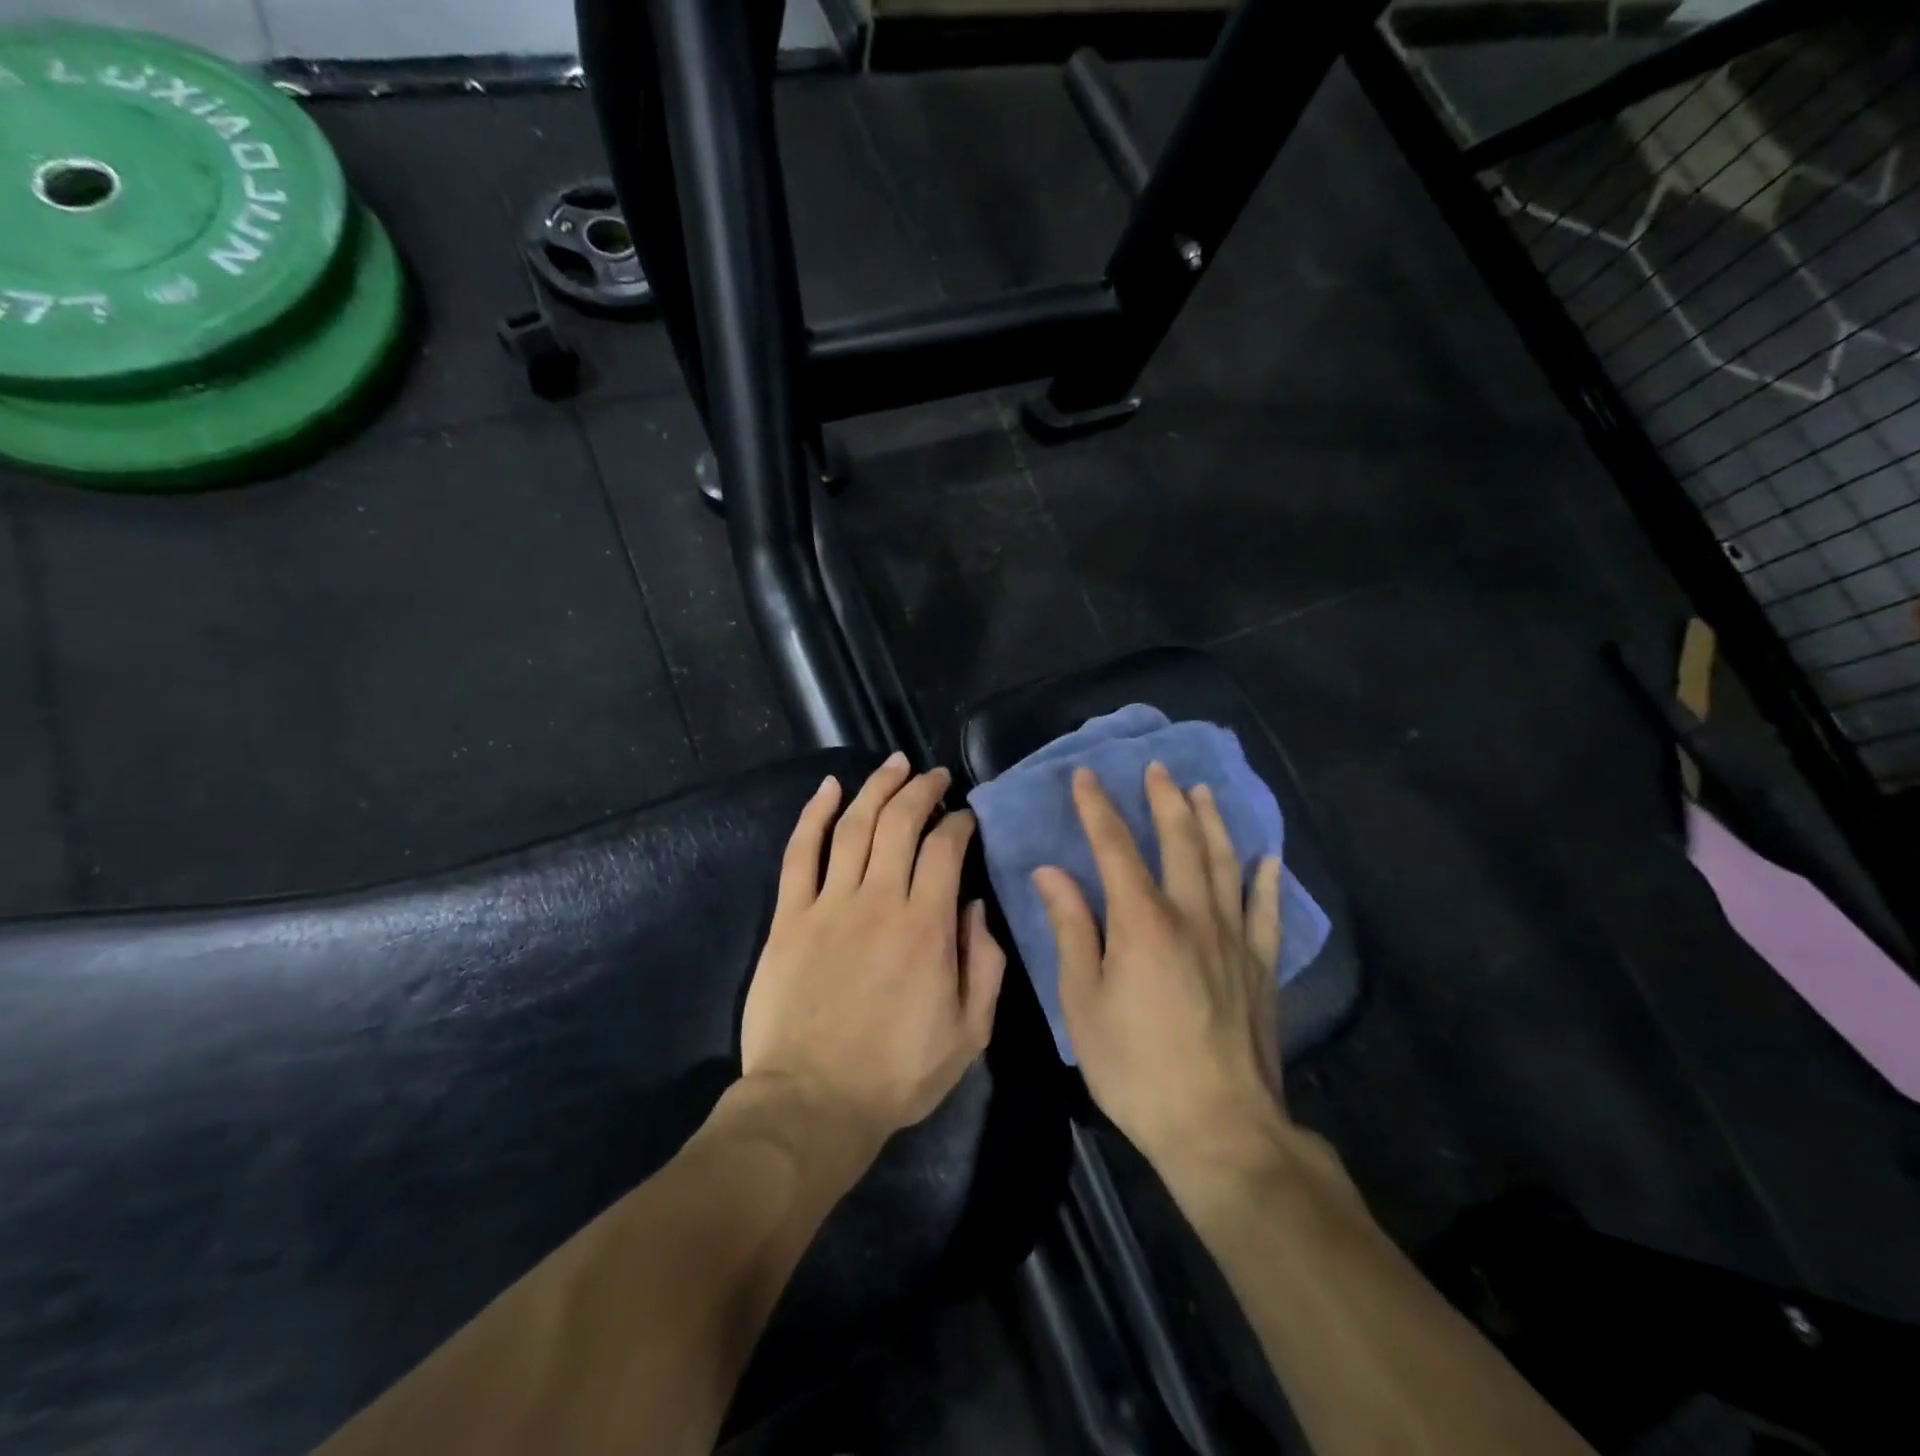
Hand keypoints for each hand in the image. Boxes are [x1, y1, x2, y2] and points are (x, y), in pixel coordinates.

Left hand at [741, 754, 1006, 1147]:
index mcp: (926, 927)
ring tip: (894, 764)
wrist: (813, 1103)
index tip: (964, 818)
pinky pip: (800, 853)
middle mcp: (879, 901)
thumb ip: (983, 962)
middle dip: (921, 790)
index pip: (945, 849)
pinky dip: (813, 814)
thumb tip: (973, 904)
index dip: (958, 823)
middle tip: (934, 776)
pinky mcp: (789, 917)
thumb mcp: (970, 1032)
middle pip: (900, 823)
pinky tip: (829, 788)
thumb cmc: (897, 1073)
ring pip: (853, 825)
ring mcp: (828, 905)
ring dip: (876, 788)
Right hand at [1032, 763, 1286, 1170]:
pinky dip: (1265, 879)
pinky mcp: (1262, 966)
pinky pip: (1266, 910)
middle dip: (1164, 800)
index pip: (1114, 846)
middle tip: (1156, 769)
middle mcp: (1191, 914)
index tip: (1086, 776)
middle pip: (1180, 840)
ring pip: (1224, 862)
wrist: (1220, 1127)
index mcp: (1141, 920)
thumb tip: (1050, 872)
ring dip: (1211, 822)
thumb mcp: (1083, 1002)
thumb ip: (1071, 929)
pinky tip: (1266, 858)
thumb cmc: (1136, 1067)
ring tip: (1202, 792)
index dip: (1097, 807)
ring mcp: (1234, 938)